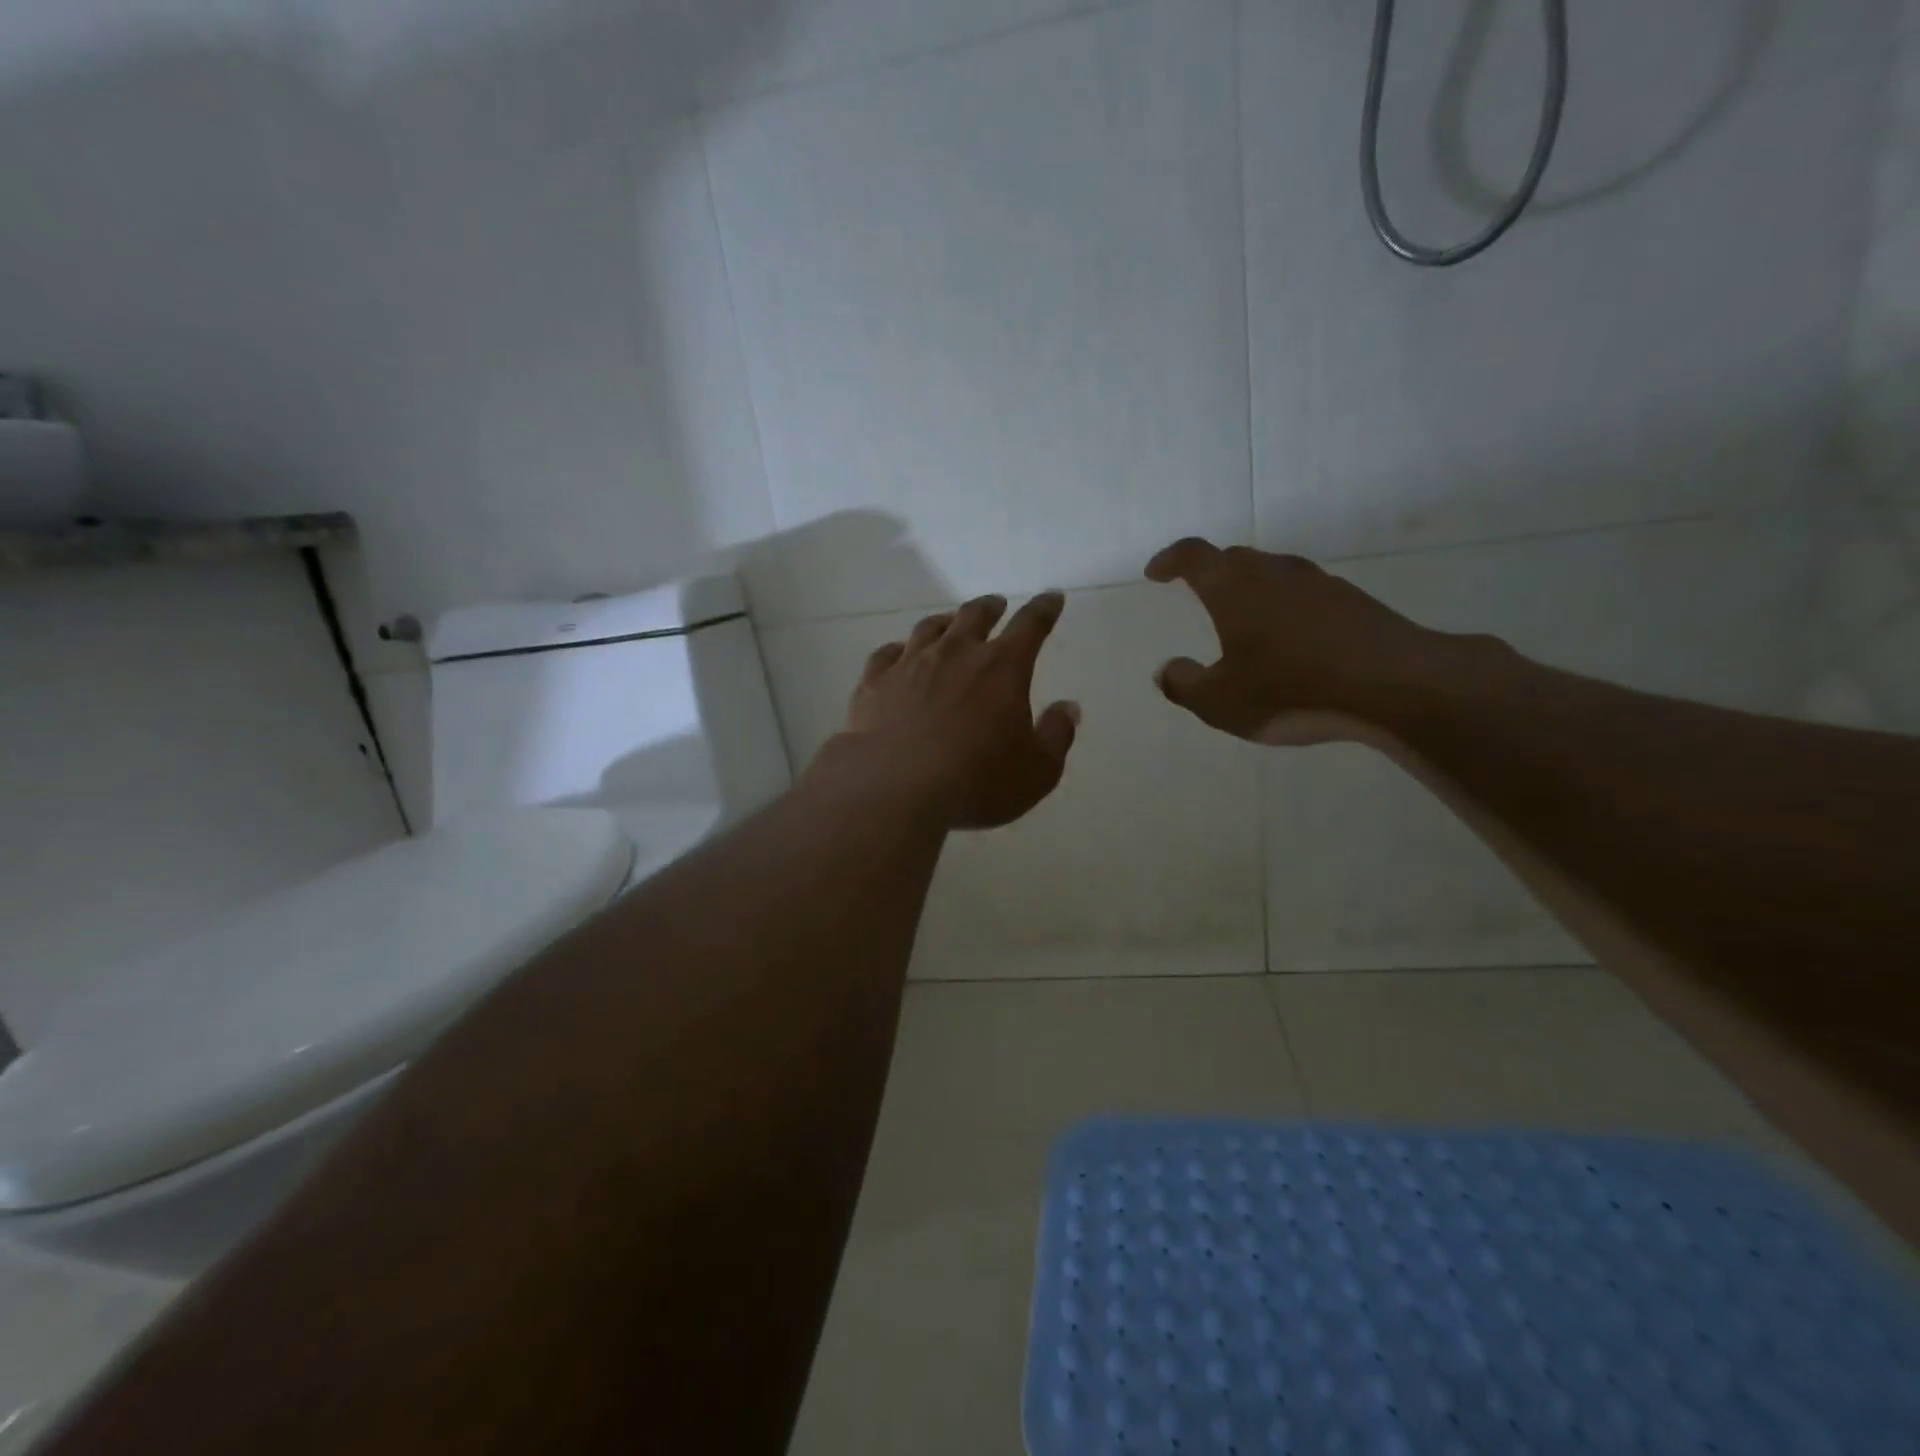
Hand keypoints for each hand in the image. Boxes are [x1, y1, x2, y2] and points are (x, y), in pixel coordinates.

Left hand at [831, 591, 1079, 829]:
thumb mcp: (1037, 771)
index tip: (1051, 598)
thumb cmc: (977, 783)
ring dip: (946, 622)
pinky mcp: (875, 682)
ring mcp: (910, 664)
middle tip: (996, 605)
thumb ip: (1056, 735)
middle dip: (990, 607)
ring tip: (950, 623)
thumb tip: (1068, 707)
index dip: (1044, 609)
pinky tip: (899, 654)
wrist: (895, 790)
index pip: (1030, 625)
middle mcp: (956, 654)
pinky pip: (886, 653)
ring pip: (930, 628)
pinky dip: (898, 649)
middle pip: (975, 616)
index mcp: (1002, 668)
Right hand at [1144, 538, 1445, 745]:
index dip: (1170, 560)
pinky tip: (1292, 641)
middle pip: (1234, 558)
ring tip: (1245, 621)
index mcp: (1234, 588)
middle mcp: (1274, 573)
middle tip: (1198, 592)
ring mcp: (1318, 584)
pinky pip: (1305, 595)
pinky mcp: (1353, 601)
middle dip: (1210, 572)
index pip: (1193, 556)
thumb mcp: (1220, 703)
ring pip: (1273, 574)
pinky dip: (1286, 608)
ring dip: (1251, 589)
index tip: (1156, 572)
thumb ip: (1184, 684)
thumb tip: (1166, 670)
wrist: (1394, 685)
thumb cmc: (1291, 690)